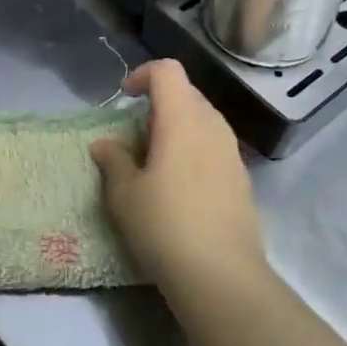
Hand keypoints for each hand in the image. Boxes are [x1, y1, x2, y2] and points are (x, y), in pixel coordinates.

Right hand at [90, 60, 266, 293]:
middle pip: (187, 93)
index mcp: (183, 119)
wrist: (221, 274)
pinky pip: (214, 146)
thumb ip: (113, 161)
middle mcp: (213, 126)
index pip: (168, 71)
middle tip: (135, 135)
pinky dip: (193, 150)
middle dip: (159, 104)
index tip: (124, 98)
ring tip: (155, 161)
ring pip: (203, 120)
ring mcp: (232, 152)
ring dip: (177, 128)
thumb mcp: (125, 194)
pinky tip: (180, 186)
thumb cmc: (165, 225)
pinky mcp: (242, 178)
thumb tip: (104, 144)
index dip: (143, 75)